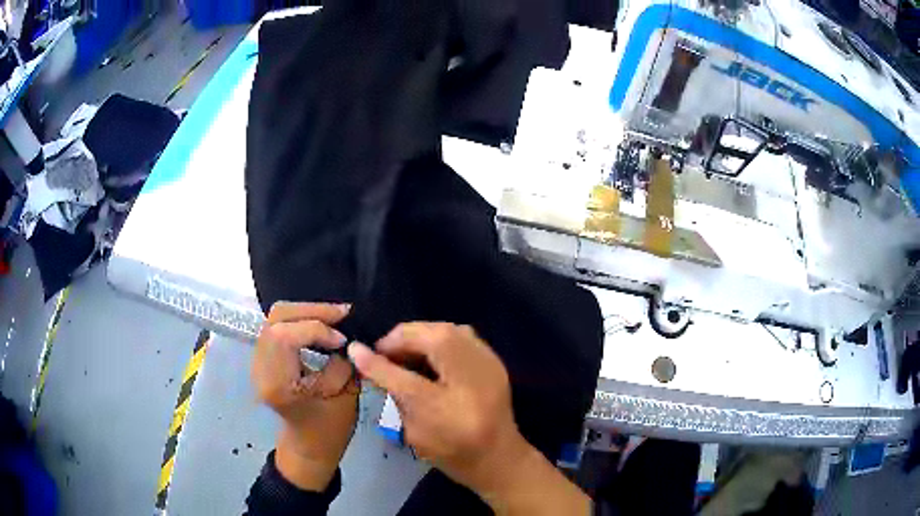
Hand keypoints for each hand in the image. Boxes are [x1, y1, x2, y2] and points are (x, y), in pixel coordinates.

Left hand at [252, 302, 358, 491]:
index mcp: (277, 383)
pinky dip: (301, 319)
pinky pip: (278, 325)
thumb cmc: (329, 428)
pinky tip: (321, 325)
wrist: (309, 445)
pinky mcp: (264, 356)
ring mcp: (258, 360)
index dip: (316, 328)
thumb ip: (343, 362)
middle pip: (277, 317)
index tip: (343, 339)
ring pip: (276, 316)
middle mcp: (261, 367)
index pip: (285, 335)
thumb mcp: (345, 396)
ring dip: (307, 312)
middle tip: (343, 314)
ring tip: (335, 317)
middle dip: (312, 310)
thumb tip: (346, 335)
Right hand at [348, 323, 589, 514]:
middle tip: (383, 354)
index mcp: (451, 404)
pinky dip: (439, 338)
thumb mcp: (414, 430)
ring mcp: (489, 363)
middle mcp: (474, 376)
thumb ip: (391, 391)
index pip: (403, 376)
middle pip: (431, 336)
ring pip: (447, 330)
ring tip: (404, 353)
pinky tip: (429, 355)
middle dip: (401, 339)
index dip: (375, 360)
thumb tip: (361, 356)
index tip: (355, 351)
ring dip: (420, 336)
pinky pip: (462, 335)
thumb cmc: (453, 453)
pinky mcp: (494, 360)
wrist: (500, 459)